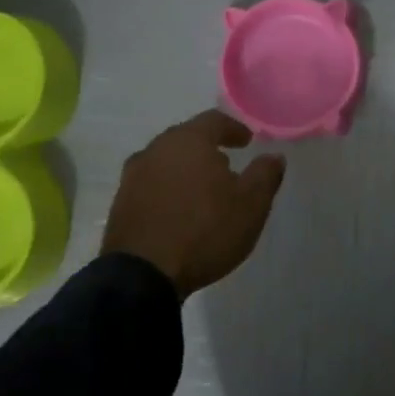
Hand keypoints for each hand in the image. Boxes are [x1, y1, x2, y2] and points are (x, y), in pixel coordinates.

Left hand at [102, 110, 286, 299]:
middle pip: (186, 138)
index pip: (214, 120)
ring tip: (203, 190)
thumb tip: (273, 156)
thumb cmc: (205, 230)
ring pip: (166, 162)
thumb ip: (265, 174)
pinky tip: (180, 210)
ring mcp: (133, 177)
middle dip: (208, 148)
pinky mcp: (120, 204)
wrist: (143, 275)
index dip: (234, 128)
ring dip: (186, 170)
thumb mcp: (251, 204)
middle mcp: (156, 150)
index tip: (247, 141)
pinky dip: (169, 189)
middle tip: (226, 164)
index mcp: (188, 141)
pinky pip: (152, 185)